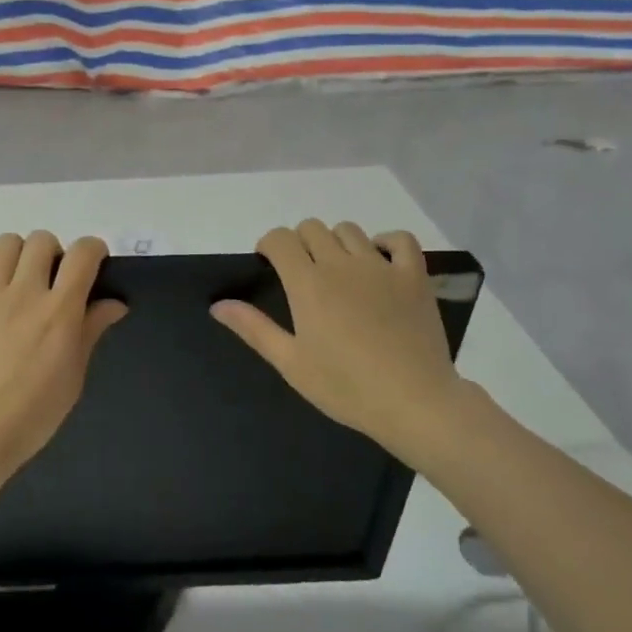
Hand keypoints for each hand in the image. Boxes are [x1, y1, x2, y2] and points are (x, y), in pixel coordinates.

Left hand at [0, 232, 127, 481]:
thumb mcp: (73, 377)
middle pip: (42, 241)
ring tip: (17, 278)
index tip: (92, 264)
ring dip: (18, 254)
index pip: (83, 253)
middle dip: (54, 253)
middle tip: (51, 280)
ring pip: (5, 243)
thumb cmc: (31, 415)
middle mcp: (23, 293)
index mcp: (59, 311)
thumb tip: (115, 303)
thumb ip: (91, 331)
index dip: (92, 250)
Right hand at [211, 220, 460, 461]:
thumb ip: (253, 328)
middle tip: (304, 275)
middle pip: (312, 228)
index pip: (280, 238)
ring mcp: (380, 267)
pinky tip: (380, 262)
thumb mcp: (291, 363)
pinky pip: (399, 239)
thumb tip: (217, 304)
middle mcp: (341, 264)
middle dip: (300, 243)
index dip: (270, 245)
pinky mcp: (413, 276)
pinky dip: (386, 242)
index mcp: (307, 283)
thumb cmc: (346, 387)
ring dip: (336, 243)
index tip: (270, 266)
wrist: (414, 402)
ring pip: (349, 230)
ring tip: (339, 273)